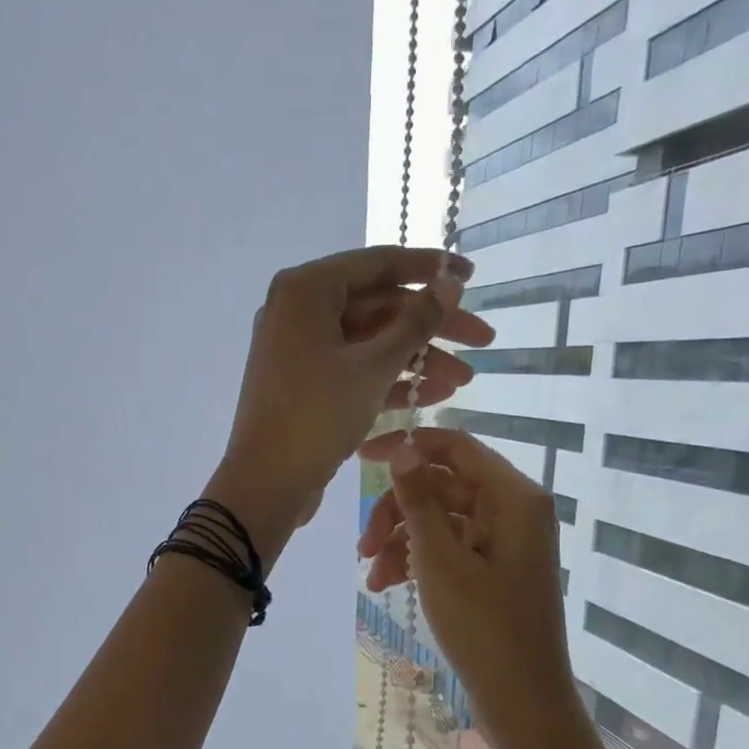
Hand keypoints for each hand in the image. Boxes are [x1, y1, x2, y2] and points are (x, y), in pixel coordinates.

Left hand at [214, 246, 494, 538]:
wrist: (265, 483)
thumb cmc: (316, 416)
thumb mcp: (373, 366)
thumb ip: (416, 322)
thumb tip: (450, 282)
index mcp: (307, 290)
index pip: (380, 264)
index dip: (431, 268)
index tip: (472, 277)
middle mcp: (299, 310)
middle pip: (378, 306)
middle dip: (432, 328)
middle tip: (483, 341)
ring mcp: (299, 349)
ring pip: (369, 342)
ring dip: (417, 359)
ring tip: (464, 381)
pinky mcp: (305, 384)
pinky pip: (353, 369)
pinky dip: (389, 380)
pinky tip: (433, 396)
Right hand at [357, 427, 574, 733]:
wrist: (522, 698)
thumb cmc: (483, 626)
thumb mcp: (440, 560)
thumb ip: (419, 499)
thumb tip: (402, 448)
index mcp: (513, 496)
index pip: (454, 446)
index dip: (406, 446)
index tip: (359, 459)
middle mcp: (514, 509)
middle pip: (443, 486)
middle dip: (397, 512)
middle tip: (362, 546)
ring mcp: (506, 540)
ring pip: (441, 519)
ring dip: (401, 541)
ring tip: (372, 577)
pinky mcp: (496, 568)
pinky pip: (451, 547)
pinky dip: (419, 560)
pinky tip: (388, 584)